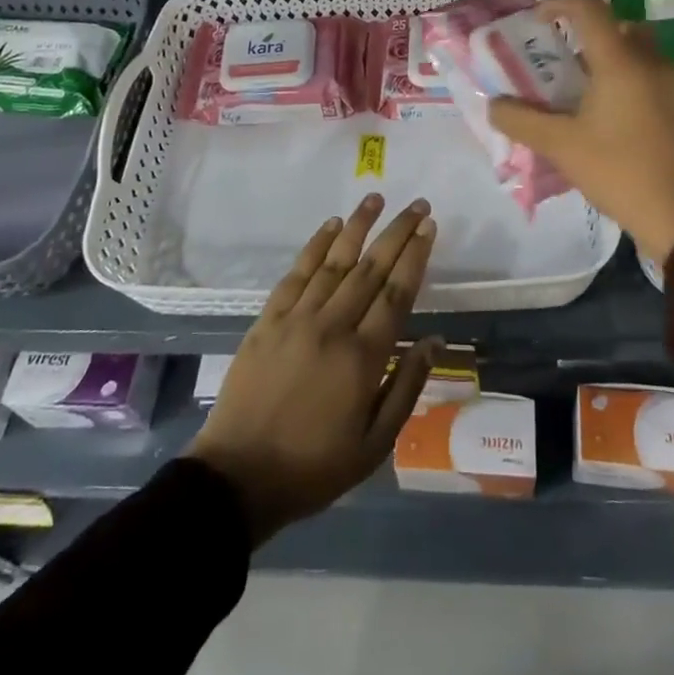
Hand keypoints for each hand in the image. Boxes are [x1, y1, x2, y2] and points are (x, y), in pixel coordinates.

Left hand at [186, 194, 439, 546]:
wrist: (239, 476)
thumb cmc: (314, 467)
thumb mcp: (374, 445)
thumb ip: (406, 387)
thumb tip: (434, 340)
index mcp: (363, 357)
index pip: (397, 292)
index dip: (415, 256)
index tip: (429, 227)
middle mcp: (333, 326)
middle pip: (371, 268)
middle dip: (397, 232)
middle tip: (417, 204)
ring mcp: (298, 318)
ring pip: (335, 261)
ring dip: (358, 226)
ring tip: (376, 198)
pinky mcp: (269, 319)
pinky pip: (297, 273)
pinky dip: (316, 245)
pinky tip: (331, 226)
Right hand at [488, 0, 673, 266]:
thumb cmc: (619, 172)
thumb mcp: (560, 147)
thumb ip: (521, 121)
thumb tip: (494, 105)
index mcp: (620, 62)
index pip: (588, 8)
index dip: (559, 2)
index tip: (538, 18)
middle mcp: (652, 63)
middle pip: (618, 25)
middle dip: (588, 32)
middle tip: (563, 58)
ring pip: (641, 52)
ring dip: (612, 58)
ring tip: (586, 92)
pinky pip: (655, 78)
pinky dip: (632, 82)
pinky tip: (618, 119)